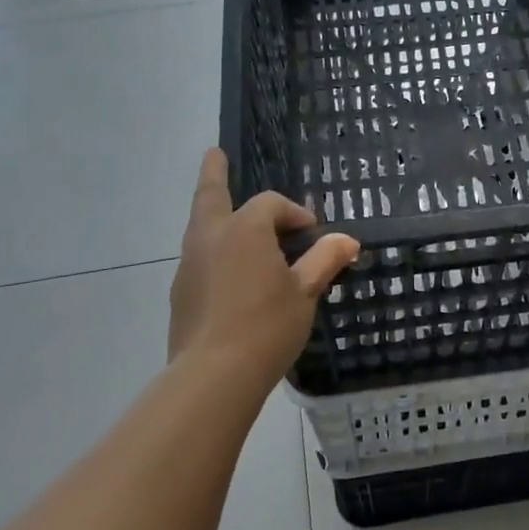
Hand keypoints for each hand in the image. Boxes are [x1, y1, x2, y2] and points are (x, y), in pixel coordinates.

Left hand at [169, 149, 360, 386]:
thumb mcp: (305, 292)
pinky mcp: (180, 292)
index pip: (271, 204)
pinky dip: (213, 249)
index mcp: (245, 229)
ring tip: (225, 213)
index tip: (312, 233)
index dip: (294, 213)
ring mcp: (189, 264)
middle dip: (214, 172)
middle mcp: (211, 237)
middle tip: (214, 153)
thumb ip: (324, 260)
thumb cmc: (266, 326)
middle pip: (210, 194)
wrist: (213, 376)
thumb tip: (347, 240)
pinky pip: (199, 256)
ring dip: (214, 213)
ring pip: (200, 225)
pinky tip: (227, 271)